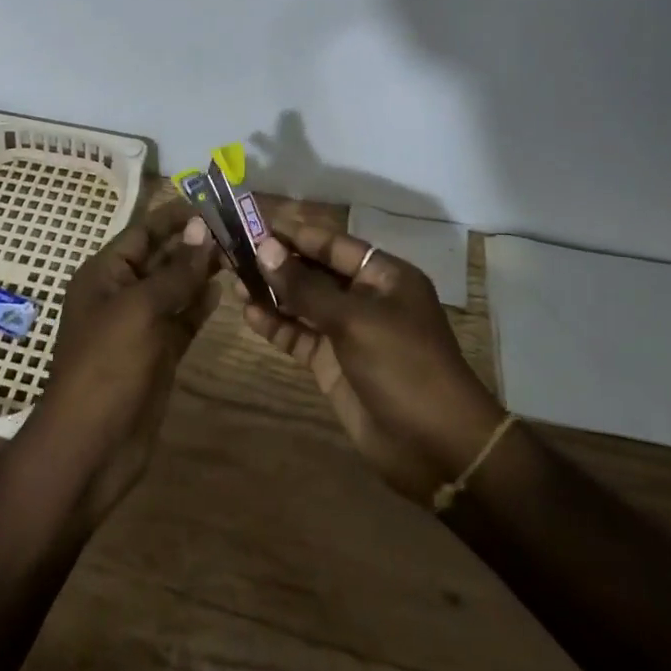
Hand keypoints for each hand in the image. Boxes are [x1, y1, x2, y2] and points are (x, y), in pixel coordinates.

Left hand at [24, 201, 220, 521]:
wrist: (91, 445)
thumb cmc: (108, 365)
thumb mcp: (141, 309)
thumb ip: (175, 271)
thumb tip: (203, 230)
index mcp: (104, 274)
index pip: (143, 232)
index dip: (176, 216)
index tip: (214, 202)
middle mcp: (121, 293)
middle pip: (161, 257)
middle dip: (194, 242)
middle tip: (237, 227)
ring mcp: (140, 325)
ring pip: (175, 288)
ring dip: (201, 271)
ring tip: (238, 252)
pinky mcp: (158, 353)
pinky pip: (182, 319)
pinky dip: (200, 305)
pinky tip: (223, 290)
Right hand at [240, 222, 503, 501]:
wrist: (437, 447)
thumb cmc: (404, 366)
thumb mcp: (354, 320)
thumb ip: (306, 286)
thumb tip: (265, 248)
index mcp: (384, 276)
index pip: (332, 243)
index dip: (295, 233)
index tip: (254, 223)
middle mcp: (365, 298)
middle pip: (315, 271)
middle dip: (278, 261)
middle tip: (234, 250)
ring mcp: (348, 332)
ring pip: (303, 303)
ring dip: (272, 292)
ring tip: (233, 278)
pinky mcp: (333, 364)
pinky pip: (300, 335)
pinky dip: (276, 324)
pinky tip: (248, 314)